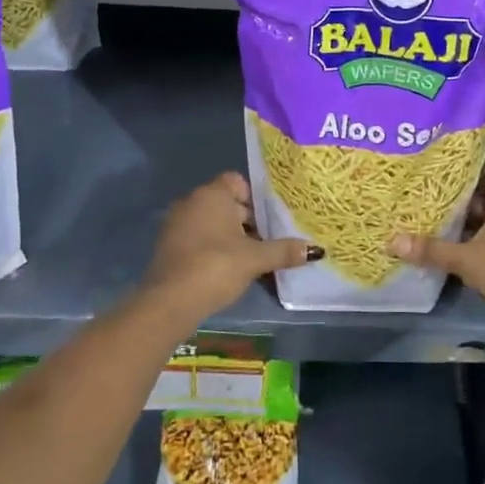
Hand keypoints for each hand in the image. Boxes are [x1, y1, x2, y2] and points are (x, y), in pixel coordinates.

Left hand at [142, 173, 317, 325]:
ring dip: (230, 237)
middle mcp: (191, 202)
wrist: (169, 302)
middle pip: (226, 203)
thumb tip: (316, 250)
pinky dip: (212, 248)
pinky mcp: (168, 246)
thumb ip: (284, 251)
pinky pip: (197, 238)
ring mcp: (176, 224)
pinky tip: (225, 270)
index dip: (255, 198)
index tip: (269, 221)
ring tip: (250, 260)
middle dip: (247, 221)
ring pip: (212, 222)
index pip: (237, 182)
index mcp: (212, 194)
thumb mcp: (255, 259)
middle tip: (266, 243)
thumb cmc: (215, 267)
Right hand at [389, 169, 484, 322]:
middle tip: (429, 197)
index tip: (442, 172)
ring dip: (467, 223)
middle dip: (460, 198)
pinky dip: (475, 241)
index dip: (469, 171)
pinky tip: (452, 248)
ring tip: (434, 221)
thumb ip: (431, 249)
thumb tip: (392, 241)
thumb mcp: (466, 259)